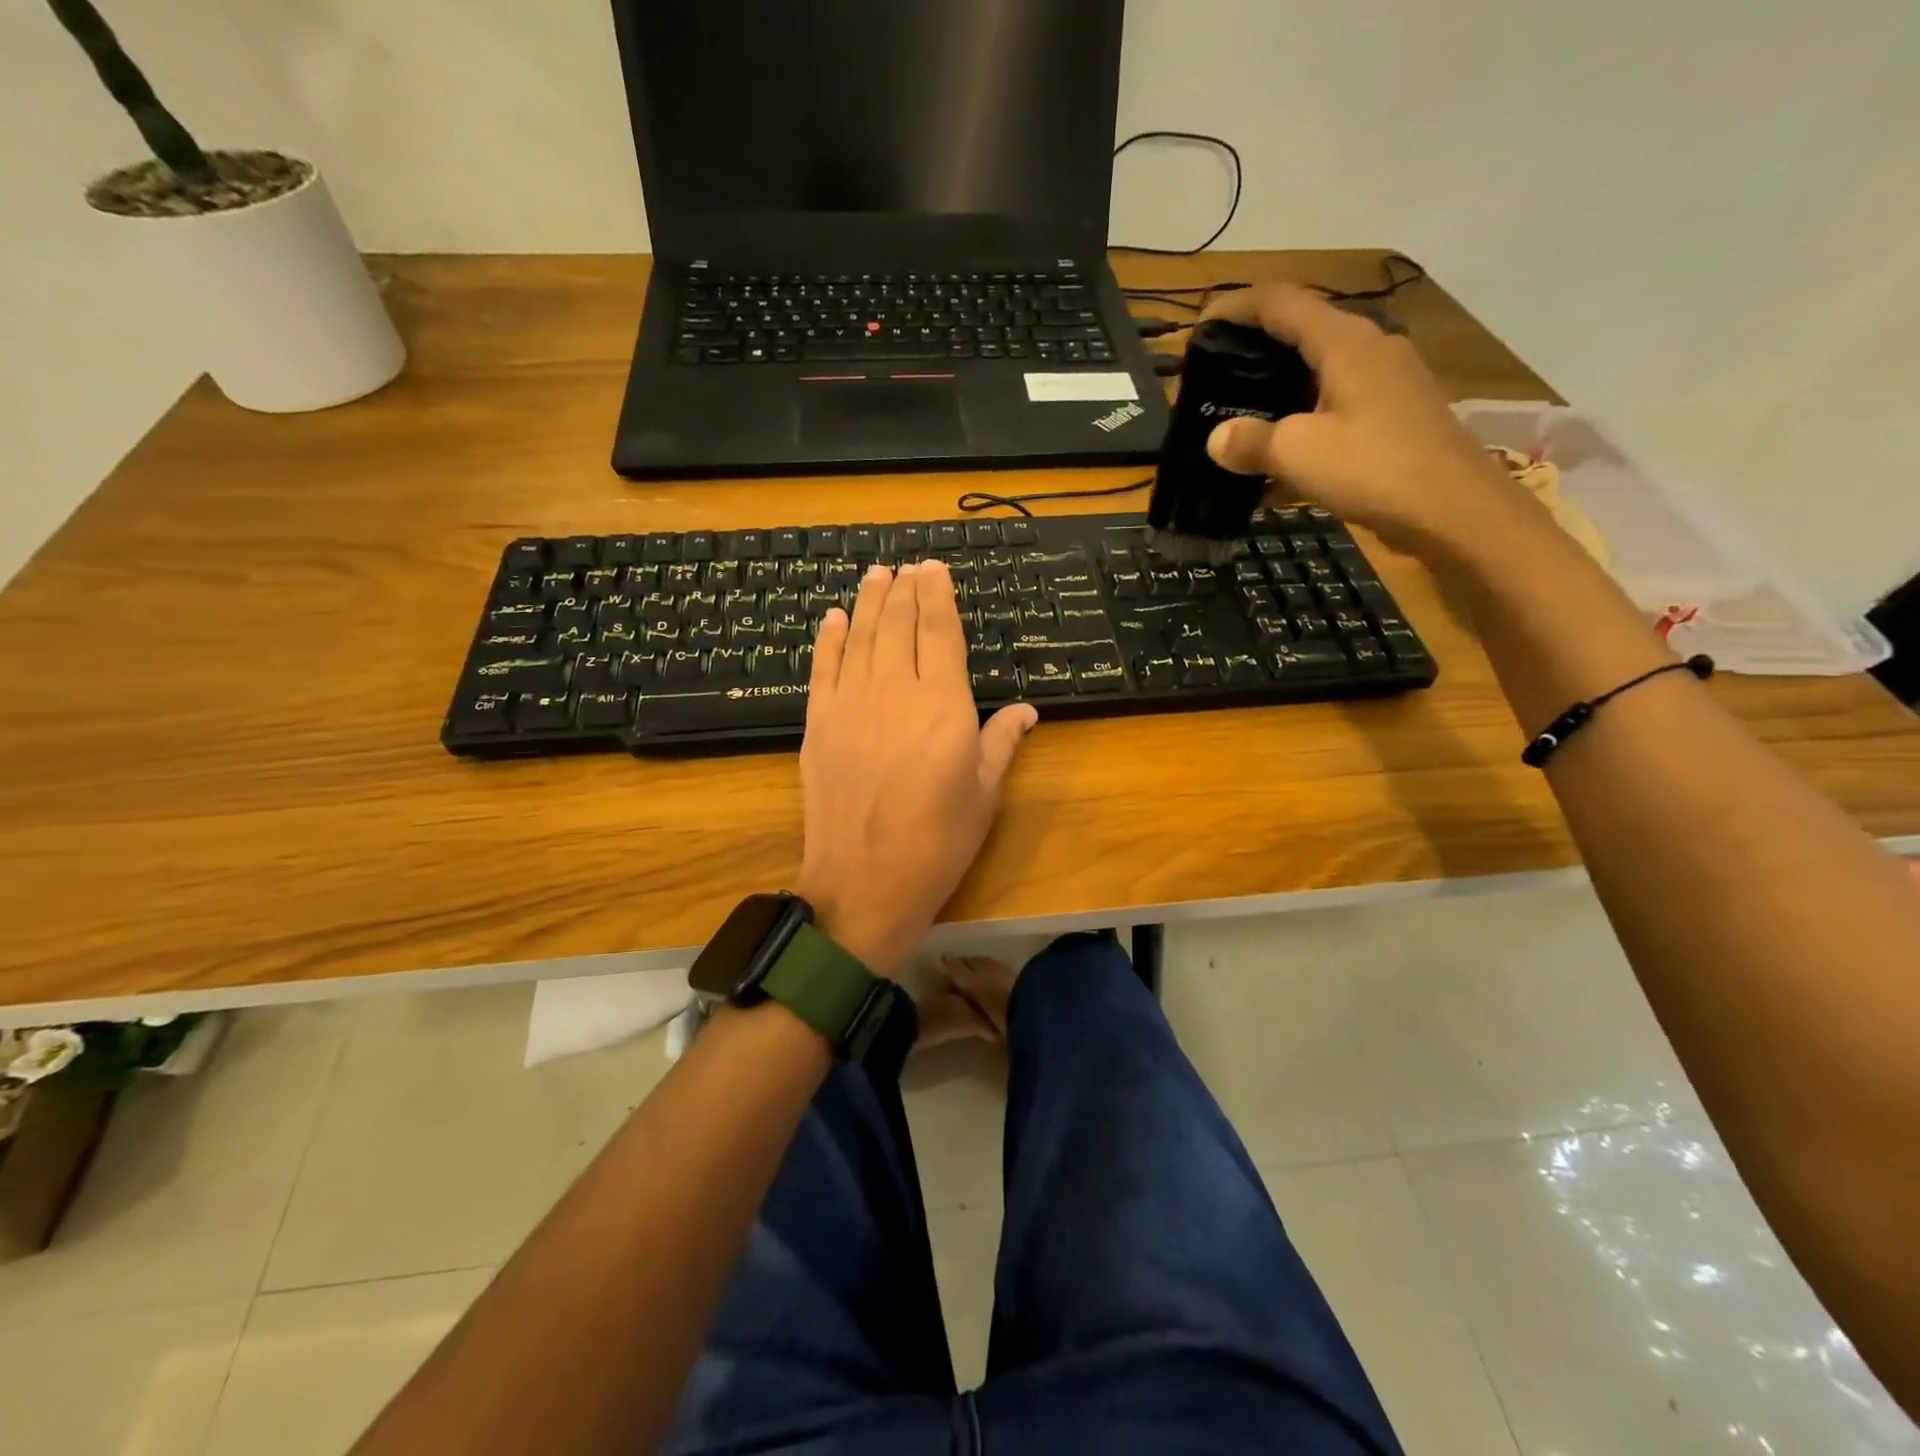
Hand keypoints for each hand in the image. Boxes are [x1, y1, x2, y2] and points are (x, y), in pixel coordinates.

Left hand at [793, 561, 1037, 977]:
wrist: (865, 882)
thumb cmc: (938, 842)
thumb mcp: (984, 794)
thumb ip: (1003, 743)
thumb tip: (1028, 711)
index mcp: (943, 704)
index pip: (939, 631)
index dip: (937, 594)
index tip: (934, 568)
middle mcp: (894, 691)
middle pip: (898, 624)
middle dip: (905, 589)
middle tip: (908, 565)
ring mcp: (850, 704)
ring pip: (861, 636)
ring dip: (870, 601)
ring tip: (877, 573)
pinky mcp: (819, 723)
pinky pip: (823, 667)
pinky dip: (830, 637)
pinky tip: (836, 617)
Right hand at [1200, 282, 1536, 555]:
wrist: (1452, 510)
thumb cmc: (1372, 467)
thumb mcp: (1296, 453)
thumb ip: (1250, 441)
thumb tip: (1217, 439)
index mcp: (1344, 342)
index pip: (1281, 302)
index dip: (1236, 307)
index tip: (1201, 326)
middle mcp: (1369, 349)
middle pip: (1301, 334)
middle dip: (1255, 353)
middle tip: (1216, 380)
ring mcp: (1387, 383)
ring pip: (1319, 375)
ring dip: (1278, 394)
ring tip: (1241, 422)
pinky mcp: (1395, 416)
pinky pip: (1336, 409)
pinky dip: (1303, 426)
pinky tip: (1278, 465)